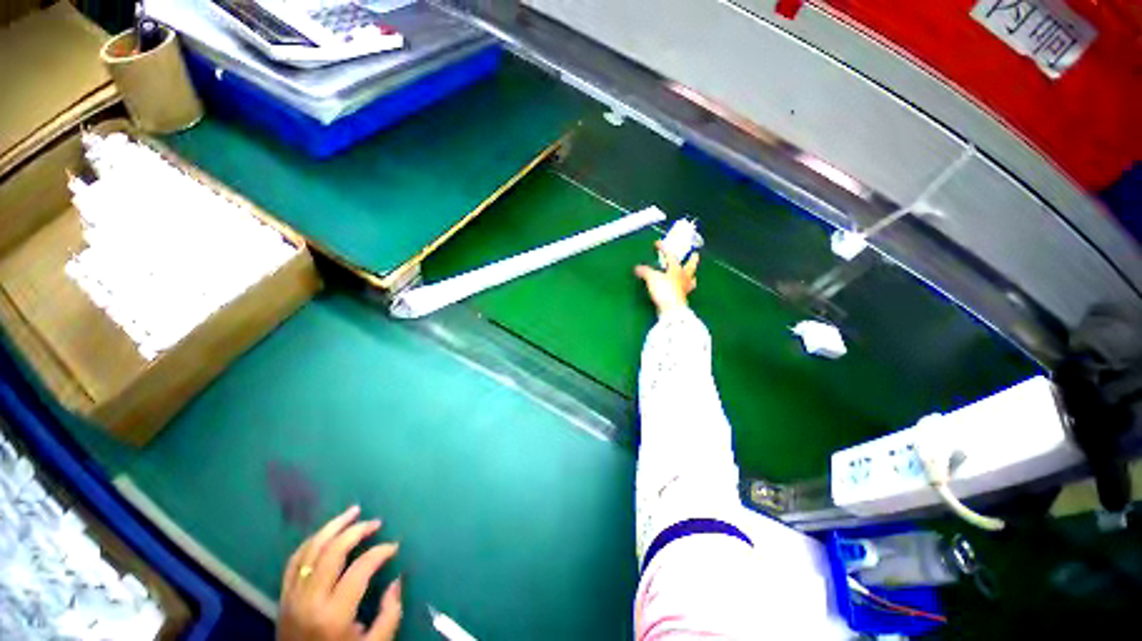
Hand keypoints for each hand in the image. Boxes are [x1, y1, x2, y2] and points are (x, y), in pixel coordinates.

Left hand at [278, 506, 402, 640]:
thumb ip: (389, 615)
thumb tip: (397, 581)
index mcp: (333, 614)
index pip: (360, 569)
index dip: (380, 552)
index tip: (394, 546)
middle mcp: (309, 600)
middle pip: (332, 552)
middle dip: (356, 530)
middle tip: (376, 522)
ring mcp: (292, 596)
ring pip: (310, 549)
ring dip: (333, 527)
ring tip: (353, 512)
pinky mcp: (282, 596)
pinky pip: (294, 560)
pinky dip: (312, 541)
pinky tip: (326, 533)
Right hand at [635, 240, 699, 314]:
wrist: (672, 309)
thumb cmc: (664, 290)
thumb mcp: (652, 278)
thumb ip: (645, 271)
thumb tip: (637, 268)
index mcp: (676, 269)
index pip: (671, 255)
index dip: (663, 248)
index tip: (657, 243)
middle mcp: (683, 277)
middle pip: (691, 265)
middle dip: (692, 259)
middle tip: (695, 253)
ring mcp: (685, 288)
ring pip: (691, 279)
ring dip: (691, 275)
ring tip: (692, 274)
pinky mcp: (682, 298)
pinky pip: (686, 289)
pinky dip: (685, 287)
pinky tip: (682, 289)